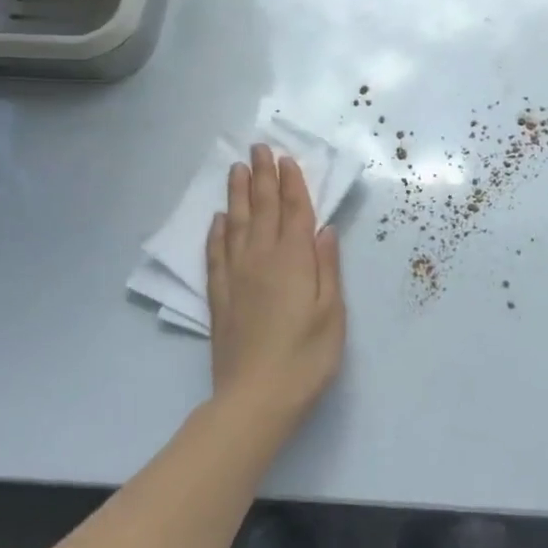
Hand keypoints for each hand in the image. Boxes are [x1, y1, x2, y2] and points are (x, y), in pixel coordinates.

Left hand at [206, 145, 345, 431]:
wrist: (256, 399)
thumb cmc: (307, 356)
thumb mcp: (333, 312)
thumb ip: (328, 267)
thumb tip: (324, 228)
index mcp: (294, 260)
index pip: (294, 211)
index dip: (292, 183)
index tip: (287, 158)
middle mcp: (262, 259)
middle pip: (261, 209)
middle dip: (262, 177)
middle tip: (258, 148)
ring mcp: (236, 277)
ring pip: (235, 224)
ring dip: (237, 194)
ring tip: (237, 169)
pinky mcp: (219, 297)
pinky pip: (215, 254)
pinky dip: (216, 233)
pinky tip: (217, 220)